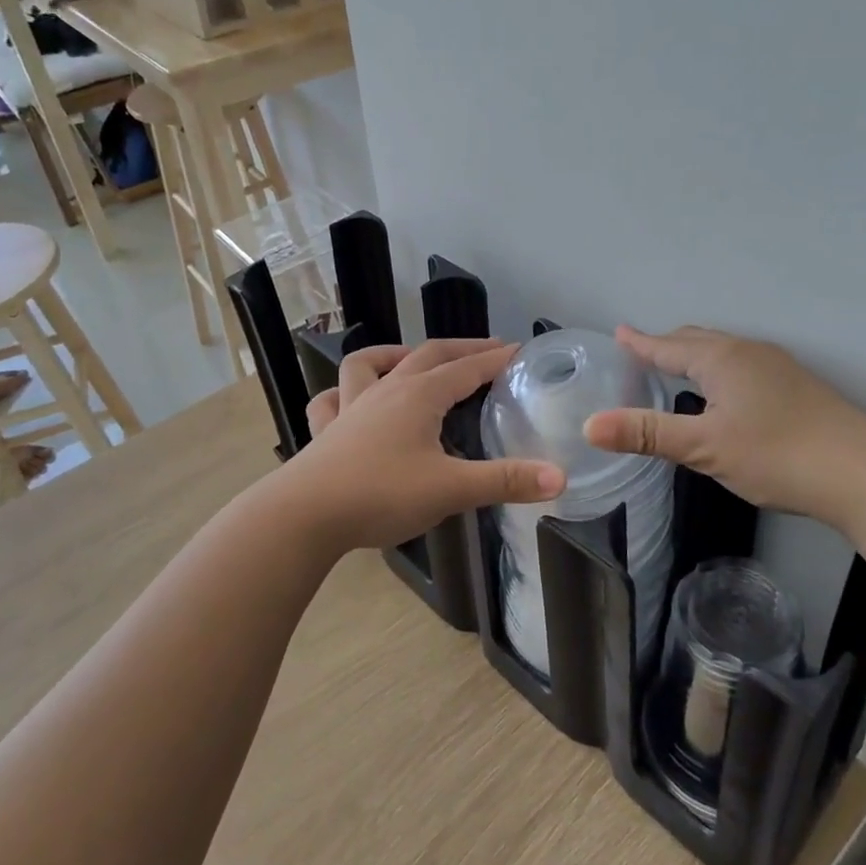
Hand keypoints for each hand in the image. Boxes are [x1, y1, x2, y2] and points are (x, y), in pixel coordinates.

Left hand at [279, 340, 565, 553]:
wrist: (306, 515)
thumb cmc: (382, 494)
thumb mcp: (451, 489)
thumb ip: (505, 481)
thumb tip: (560, 478)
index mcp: (420, 396)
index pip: (467, 368)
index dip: (496, 359)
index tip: (520, 351)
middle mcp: (387, 390)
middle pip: (428, 356)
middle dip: (461, 349)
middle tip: (488, 349)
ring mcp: (351, 406)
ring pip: (370, 364)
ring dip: (395, 355)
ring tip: (411, 358)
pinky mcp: (326, 430)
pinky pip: (331, 399)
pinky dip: (343, 391)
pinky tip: (350, 399)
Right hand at [582, 326, 865, 527]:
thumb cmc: (777, 454)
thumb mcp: (704, 447)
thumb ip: (646, 433)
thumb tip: (589, 424)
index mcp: (721, 358)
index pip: (668, 346)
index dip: (640, 343)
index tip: (620, 332)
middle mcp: (748, 352)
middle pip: (697, 341)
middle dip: (667, 345)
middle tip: (641, 353)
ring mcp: (777, 367)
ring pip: (724, 353)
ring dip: (695, 356)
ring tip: (677, 370)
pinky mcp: (797, 387)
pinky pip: (743, 366)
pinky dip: (719, 371)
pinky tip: (724, 395)